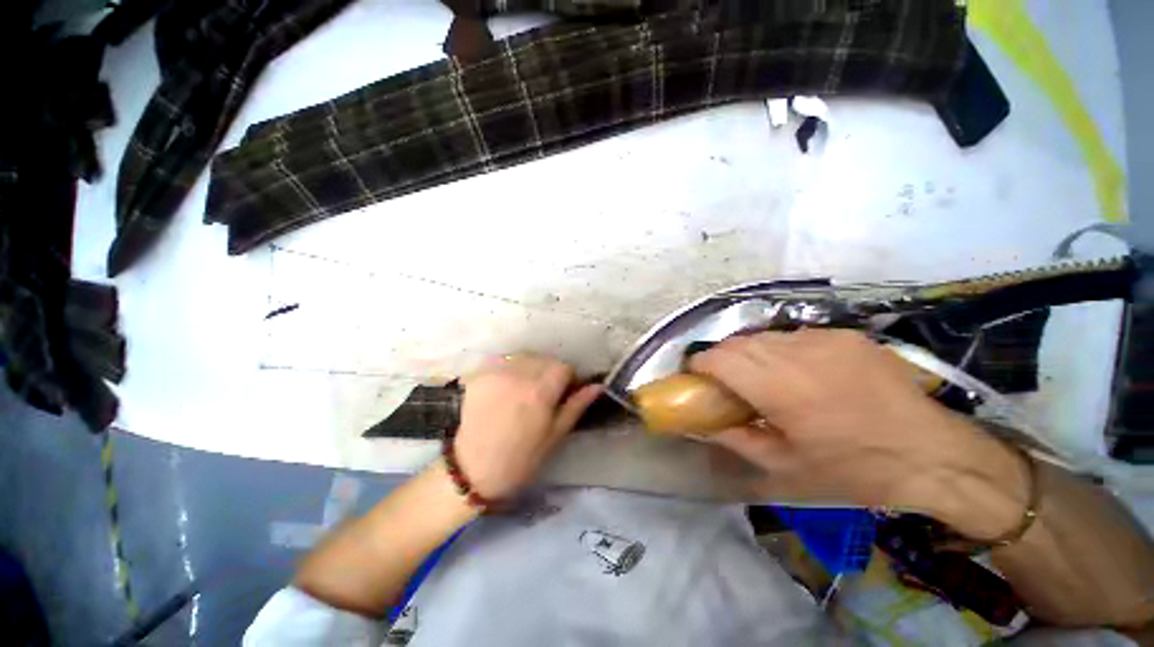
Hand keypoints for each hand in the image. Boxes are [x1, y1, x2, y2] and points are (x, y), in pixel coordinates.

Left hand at [454, 354, 601, 499]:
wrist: (472, 471)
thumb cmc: (520, 459)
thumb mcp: (554, 436)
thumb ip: (575, 406)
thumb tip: (597, 386)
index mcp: (540, 391)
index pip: (564, 367)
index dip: (568, 379)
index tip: (563, 392)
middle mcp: (518, 374)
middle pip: (544, 359)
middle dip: (549, 372)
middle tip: (543, 394)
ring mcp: (496, 373)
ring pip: (524, 357)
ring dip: (530, 368)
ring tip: (523, 390)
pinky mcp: (479, 375)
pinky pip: (503, 362)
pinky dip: (509, 369)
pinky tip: (505, 388)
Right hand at [690, 329, 1028, 534]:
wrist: (934, 455)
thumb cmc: (854, 468)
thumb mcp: (784, 466)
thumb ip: (736, 438)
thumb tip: (703, 423)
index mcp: (778, 386)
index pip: (718, 357)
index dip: (700, 365)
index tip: (699, 379)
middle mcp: (795, 352)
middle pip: (737, 342)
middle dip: (723, 359)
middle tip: (730, 384)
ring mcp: (823, 338)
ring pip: (764, 336)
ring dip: (753, 354)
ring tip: (766, 379)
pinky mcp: (845, 335)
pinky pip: (796, 336)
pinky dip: (784, 350)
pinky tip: (803, 373)